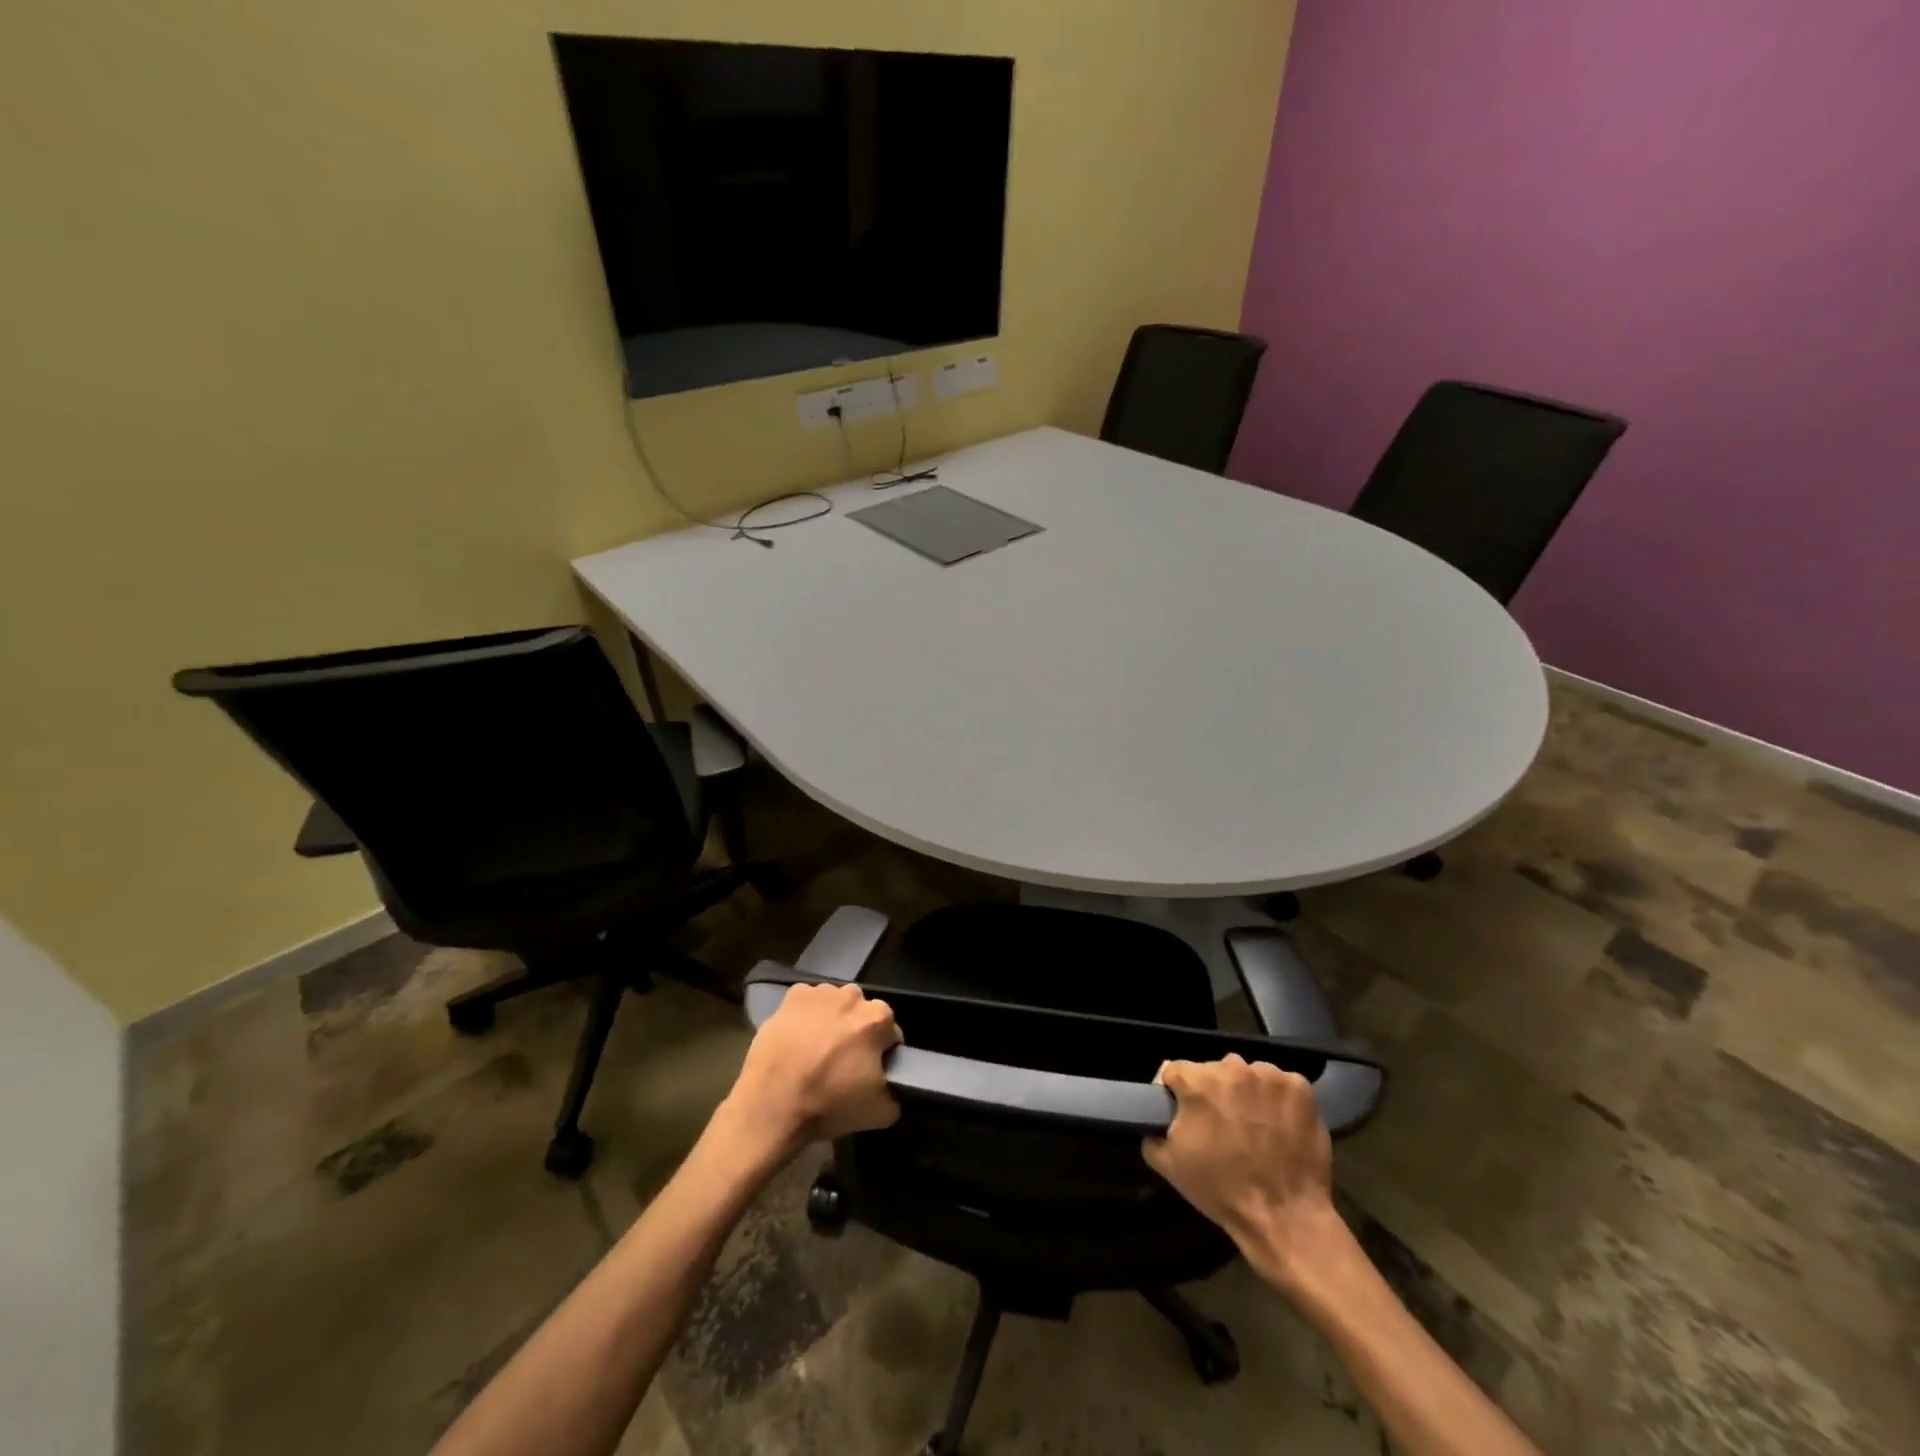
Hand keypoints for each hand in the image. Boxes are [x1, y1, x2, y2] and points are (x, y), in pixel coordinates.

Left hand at [720, 983, 901, 1159]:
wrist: (772, 1106)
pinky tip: (797, 1038)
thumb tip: (893, 1086)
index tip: (868, 1071)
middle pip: (861, 1013)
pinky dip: (806, 1015)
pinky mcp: (792, 996)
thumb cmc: (829, 1105)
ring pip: (834, 1004)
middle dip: (856, 1031)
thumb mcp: (880, 1113)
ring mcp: (820, 992)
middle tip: (841, 1060)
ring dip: (831, 1020)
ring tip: (815, 1049)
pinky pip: (807, 1002)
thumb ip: (896, 1093)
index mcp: (878, 1018)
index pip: (890, 1033)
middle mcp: (852, 996)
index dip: (881, 1053)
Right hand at [1142, 1054, 1336, 1268]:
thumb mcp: (1169, 1165)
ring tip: (1252, 1125)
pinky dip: (1276, 1099)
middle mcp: (1232, 1068)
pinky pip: (1279, 1084)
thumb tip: (1153, 1121)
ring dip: (1245, 1093)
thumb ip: (1151, 1132)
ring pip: (1247, 1074)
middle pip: (1213, 1070)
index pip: (1175, 1070)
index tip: (1182, 1112)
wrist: (1285, 1217)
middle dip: (1212, 1092)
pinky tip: (1277, 1124)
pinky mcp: (1299, 1088)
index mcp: (1198, 1082)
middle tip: (1219, 1124)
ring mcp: (1270, 1076)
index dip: (1174, 1091)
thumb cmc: (1222, 1190)